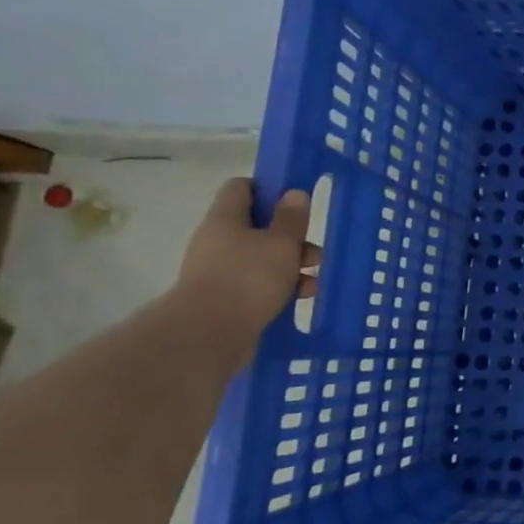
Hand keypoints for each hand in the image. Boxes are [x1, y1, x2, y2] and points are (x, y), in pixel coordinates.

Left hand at [175, 178, 318, 363]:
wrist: (208, 335)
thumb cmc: (248, 279)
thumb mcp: (281, 244)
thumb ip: (291, 219)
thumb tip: (293, 193)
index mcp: (226, 219)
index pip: (242, 188)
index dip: (269, 189)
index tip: (296, 202)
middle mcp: (218, 241)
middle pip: (259, 227)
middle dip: (291, 239)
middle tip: (315, 254)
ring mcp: (219, 271)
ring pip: (263, 259)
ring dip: (291, 267)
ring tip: (313, 283)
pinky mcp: (225, 299)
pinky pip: (258, 285)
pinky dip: (280, 288)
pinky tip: (300, 299)